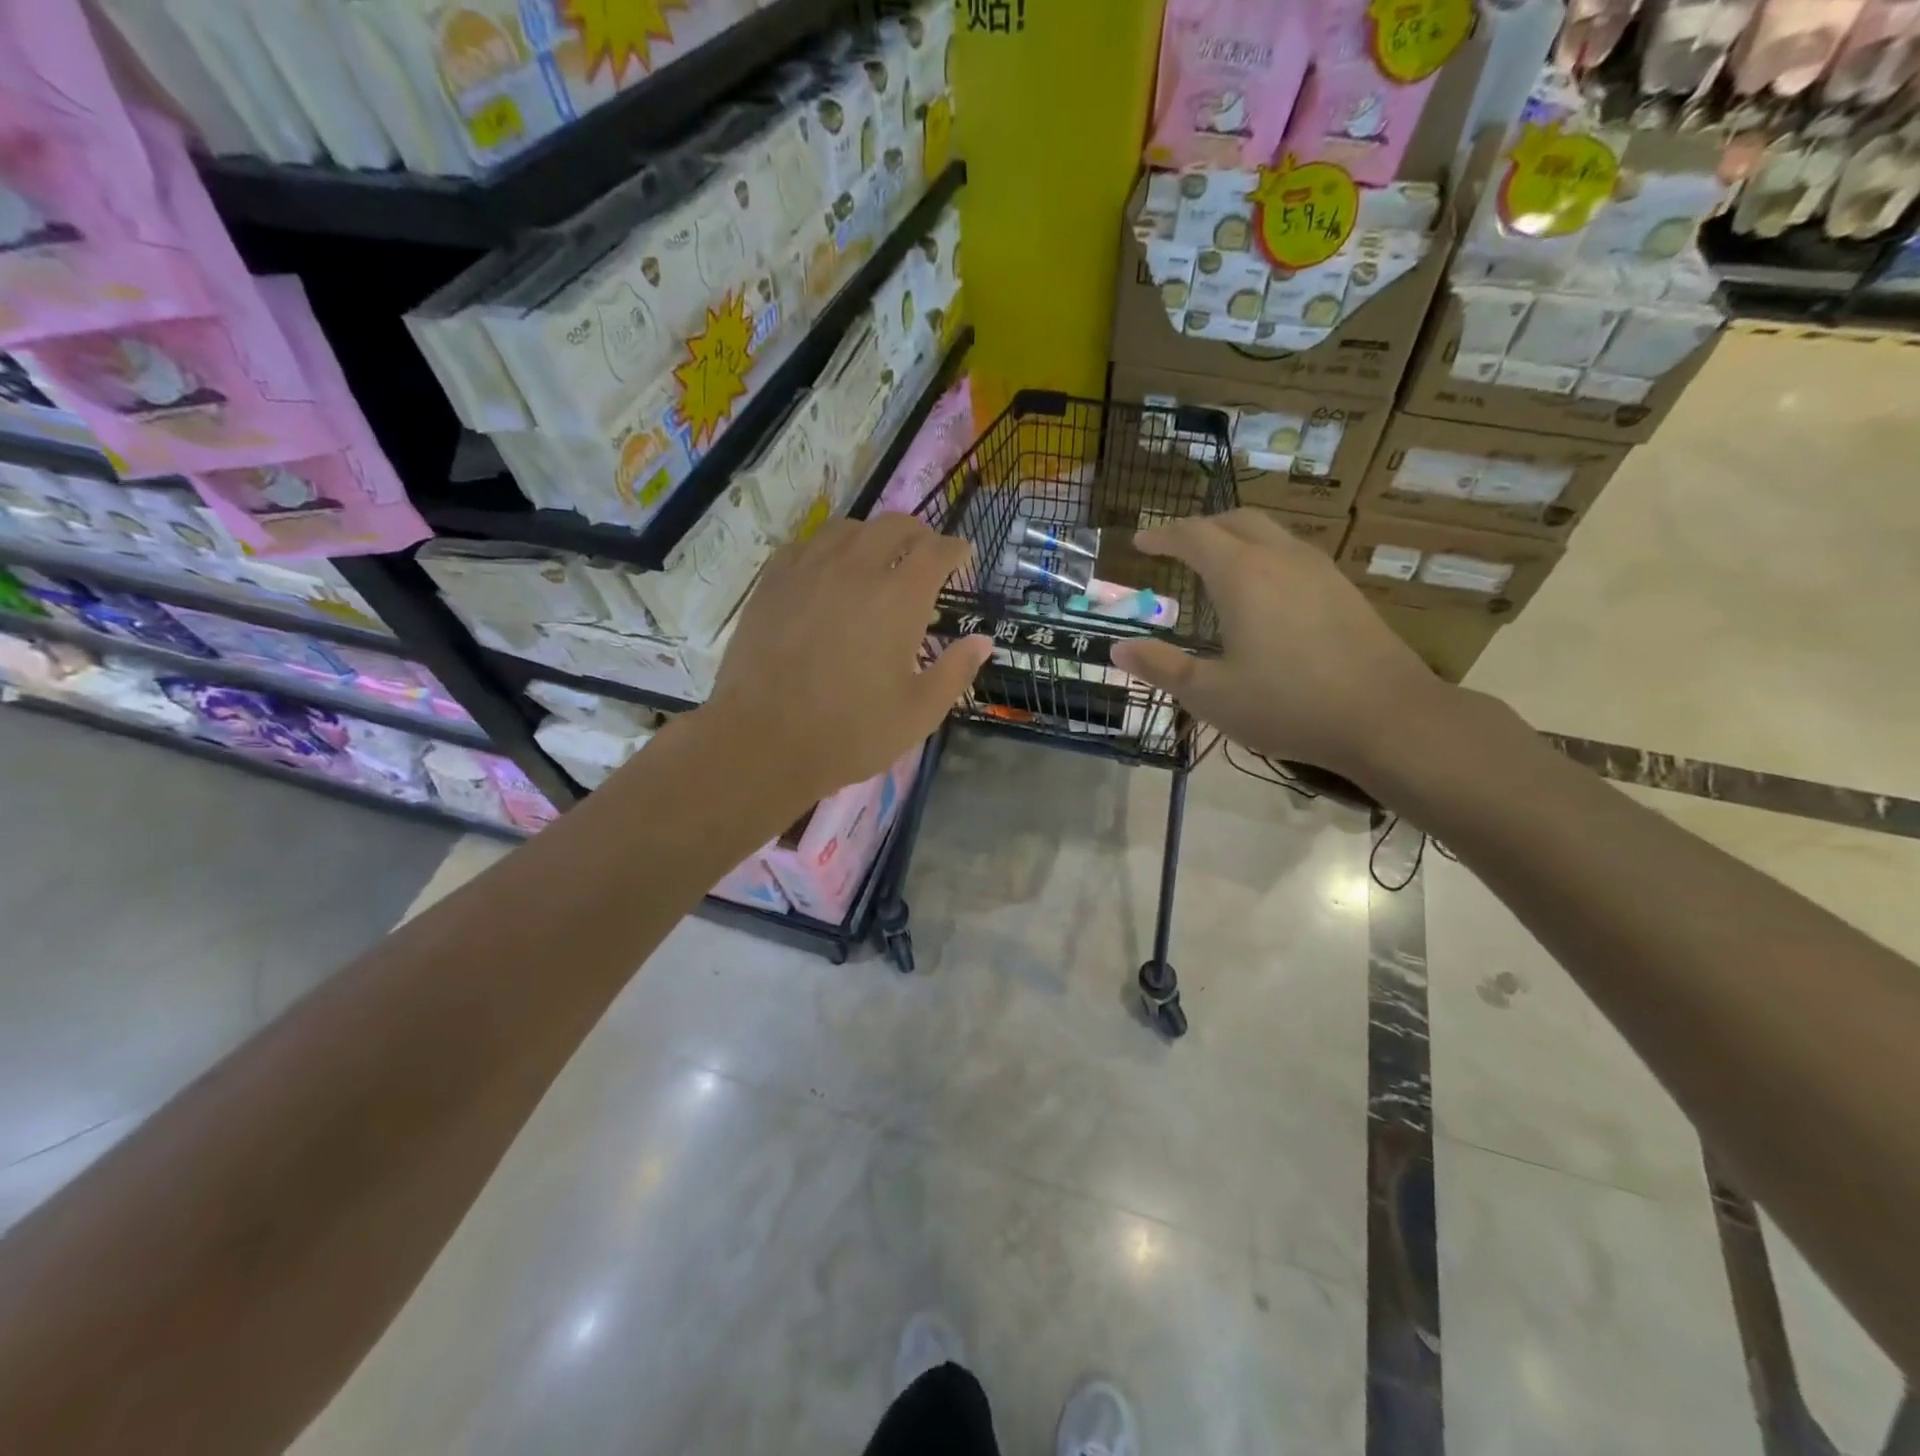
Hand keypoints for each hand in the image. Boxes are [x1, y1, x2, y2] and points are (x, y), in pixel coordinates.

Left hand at [700, 514, 991, 807]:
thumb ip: (956, 671)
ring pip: (847, 528)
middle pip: (893, 526)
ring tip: (878, 556)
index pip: (936, 551)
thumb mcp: (919, 712)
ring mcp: (808, 571)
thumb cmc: (851, 732)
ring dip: (873, 535)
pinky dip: (829, 547)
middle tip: (926, 553)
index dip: (955, 550)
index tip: (963, 556)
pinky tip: (828, 568)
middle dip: (919, 534)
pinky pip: (806, 545)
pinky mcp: (772, 583)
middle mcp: (855, 569)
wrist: (764, 740)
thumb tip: (983, 641)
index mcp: (898, 597)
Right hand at [1109, 509, 1447, 786]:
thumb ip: (1161, 667)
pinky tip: (1262, 592)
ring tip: (1214, 565)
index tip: (1139, 542)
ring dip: (1234, 537)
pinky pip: (1292, 553)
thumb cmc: (1287, 705)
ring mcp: (1319, 570)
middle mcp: (1281, 558)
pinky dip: (1263, 555)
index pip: (1193, 535)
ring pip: (1269, 532)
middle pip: (1234, 520)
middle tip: (1174, 547)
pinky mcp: (1343, 589)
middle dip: (1199, 528)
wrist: (1387, 717)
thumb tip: (1117, 649)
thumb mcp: (1211, 694)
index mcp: (1242, 575)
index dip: (1161, 536)